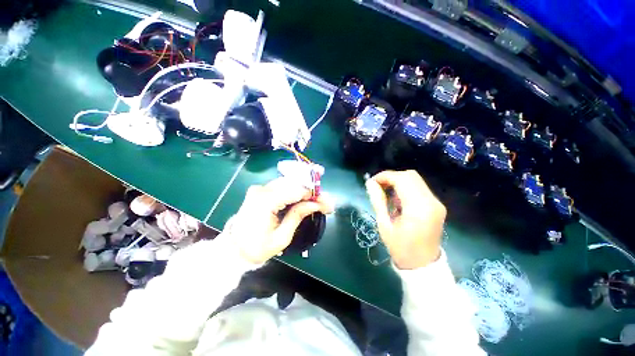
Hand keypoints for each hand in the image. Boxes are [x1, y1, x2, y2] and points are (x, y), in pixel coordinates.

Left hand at [229, 178, 333, 263]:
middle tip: (323, 203)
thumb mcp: (282, 237)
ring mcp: (259, 189)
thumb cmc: (257, 248)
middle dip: (311, 192)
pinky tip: (303, 199)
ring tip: (315, 202)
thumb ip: (298, 216)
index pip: (296, 191)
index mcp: (265, 201)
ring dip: (304, 191)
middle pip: (293, 184)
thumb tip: (315, 204)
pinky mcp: (260, 191)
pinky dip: (294, 191)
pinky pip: (281, 187)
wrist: (234, 249)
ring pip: (289, 183)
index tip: (326, 203)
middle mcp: (262, 190)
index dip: (313, 195)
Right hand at [365, 170, 445, 269]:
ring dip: (398, 182)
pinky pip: (419, 188)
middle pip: (410, 176)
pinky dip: (406, 188)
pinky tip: (397, 199)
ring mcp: (436, 203)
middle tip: (378, 187)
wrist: (423, 265)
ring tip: (386, 193)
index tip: (372, 182)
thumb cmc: (400, 247)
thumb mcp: (384, 225)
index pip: (402, 180)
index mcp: (418, 208)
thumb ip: (377, 201)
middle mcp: (431, 202)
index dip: (384, 176)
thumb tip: (370, 183)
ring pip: (415, 180)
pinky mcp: (437, 205)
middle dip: (391, 177)